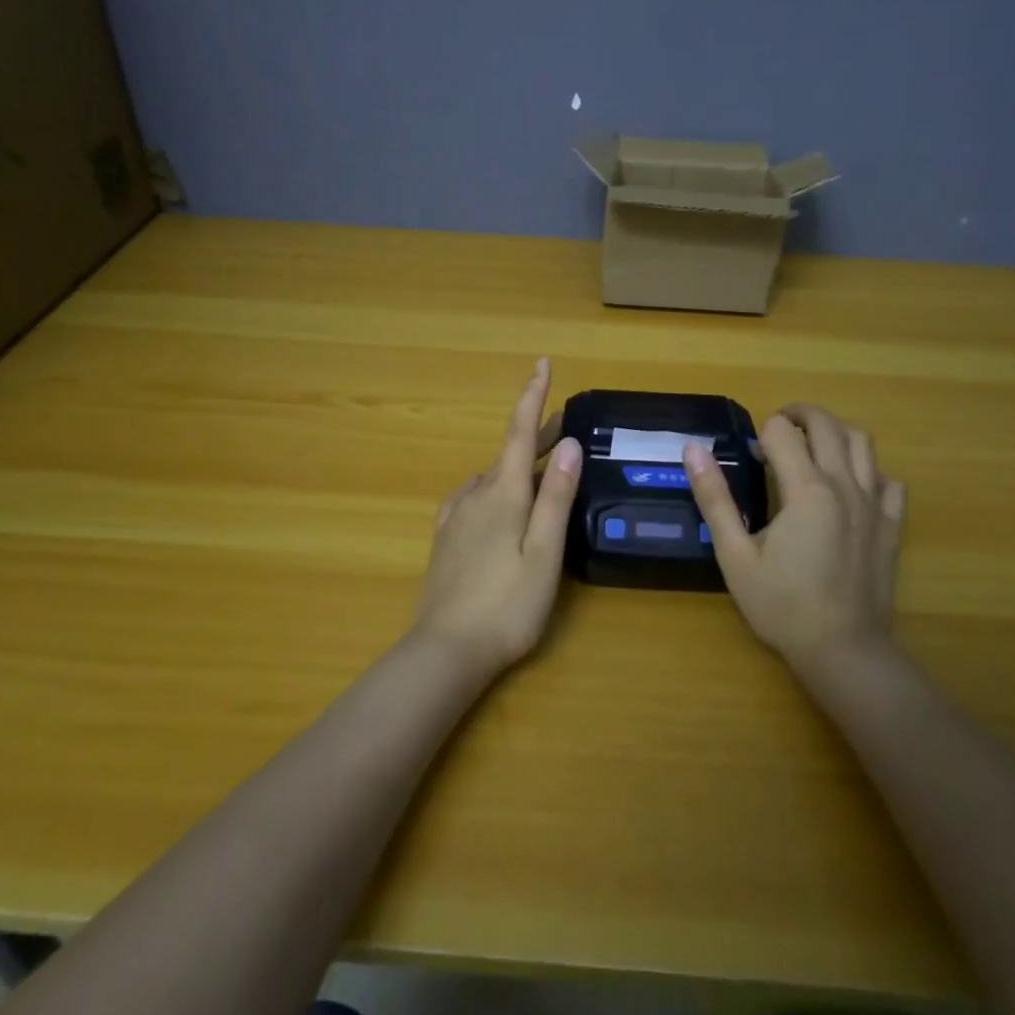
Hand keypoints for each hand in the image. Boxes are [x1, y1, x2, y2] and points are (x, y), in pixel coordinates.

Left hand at [413, 358, 581, 676]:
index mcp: (504, 494)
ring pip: (492, 476)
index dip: (532, 396)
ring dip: (519, 463)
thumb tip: (569, 443)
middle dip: (536, 433)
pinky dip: (494, 487)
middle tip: (564, 423)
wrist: (445, 651)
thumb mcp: (545, 553)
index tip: (541, 363)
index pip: (520, 432)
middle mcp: (476, 495)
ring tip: (542, 467)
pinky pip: (473, 498)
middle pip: (509, 453)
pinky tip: (496, 500)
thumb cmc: (506, 605)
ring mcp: (456, 518)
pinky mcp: (446, 540)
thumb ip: (557, 497)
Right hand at [682, 404, 905, 668]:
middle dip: (798, 414)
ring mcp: (875, 503)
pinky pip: (888, 479)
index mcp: (806, 490)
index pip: (782, 432)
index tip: (752, 456)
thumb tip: (694, 450)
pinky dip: (869, 468)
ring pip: (862, 442)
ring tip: (813, 444)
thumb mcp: (735, 555)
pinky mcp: (892, 524)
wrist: (844, 651)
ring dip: (834, 431)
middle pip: (827, 424)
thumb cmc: (782, 605)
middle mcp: (845, 485)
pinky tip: (850, 484)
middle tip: (777, 428)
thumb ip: (715, 499)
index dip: (762, 433)